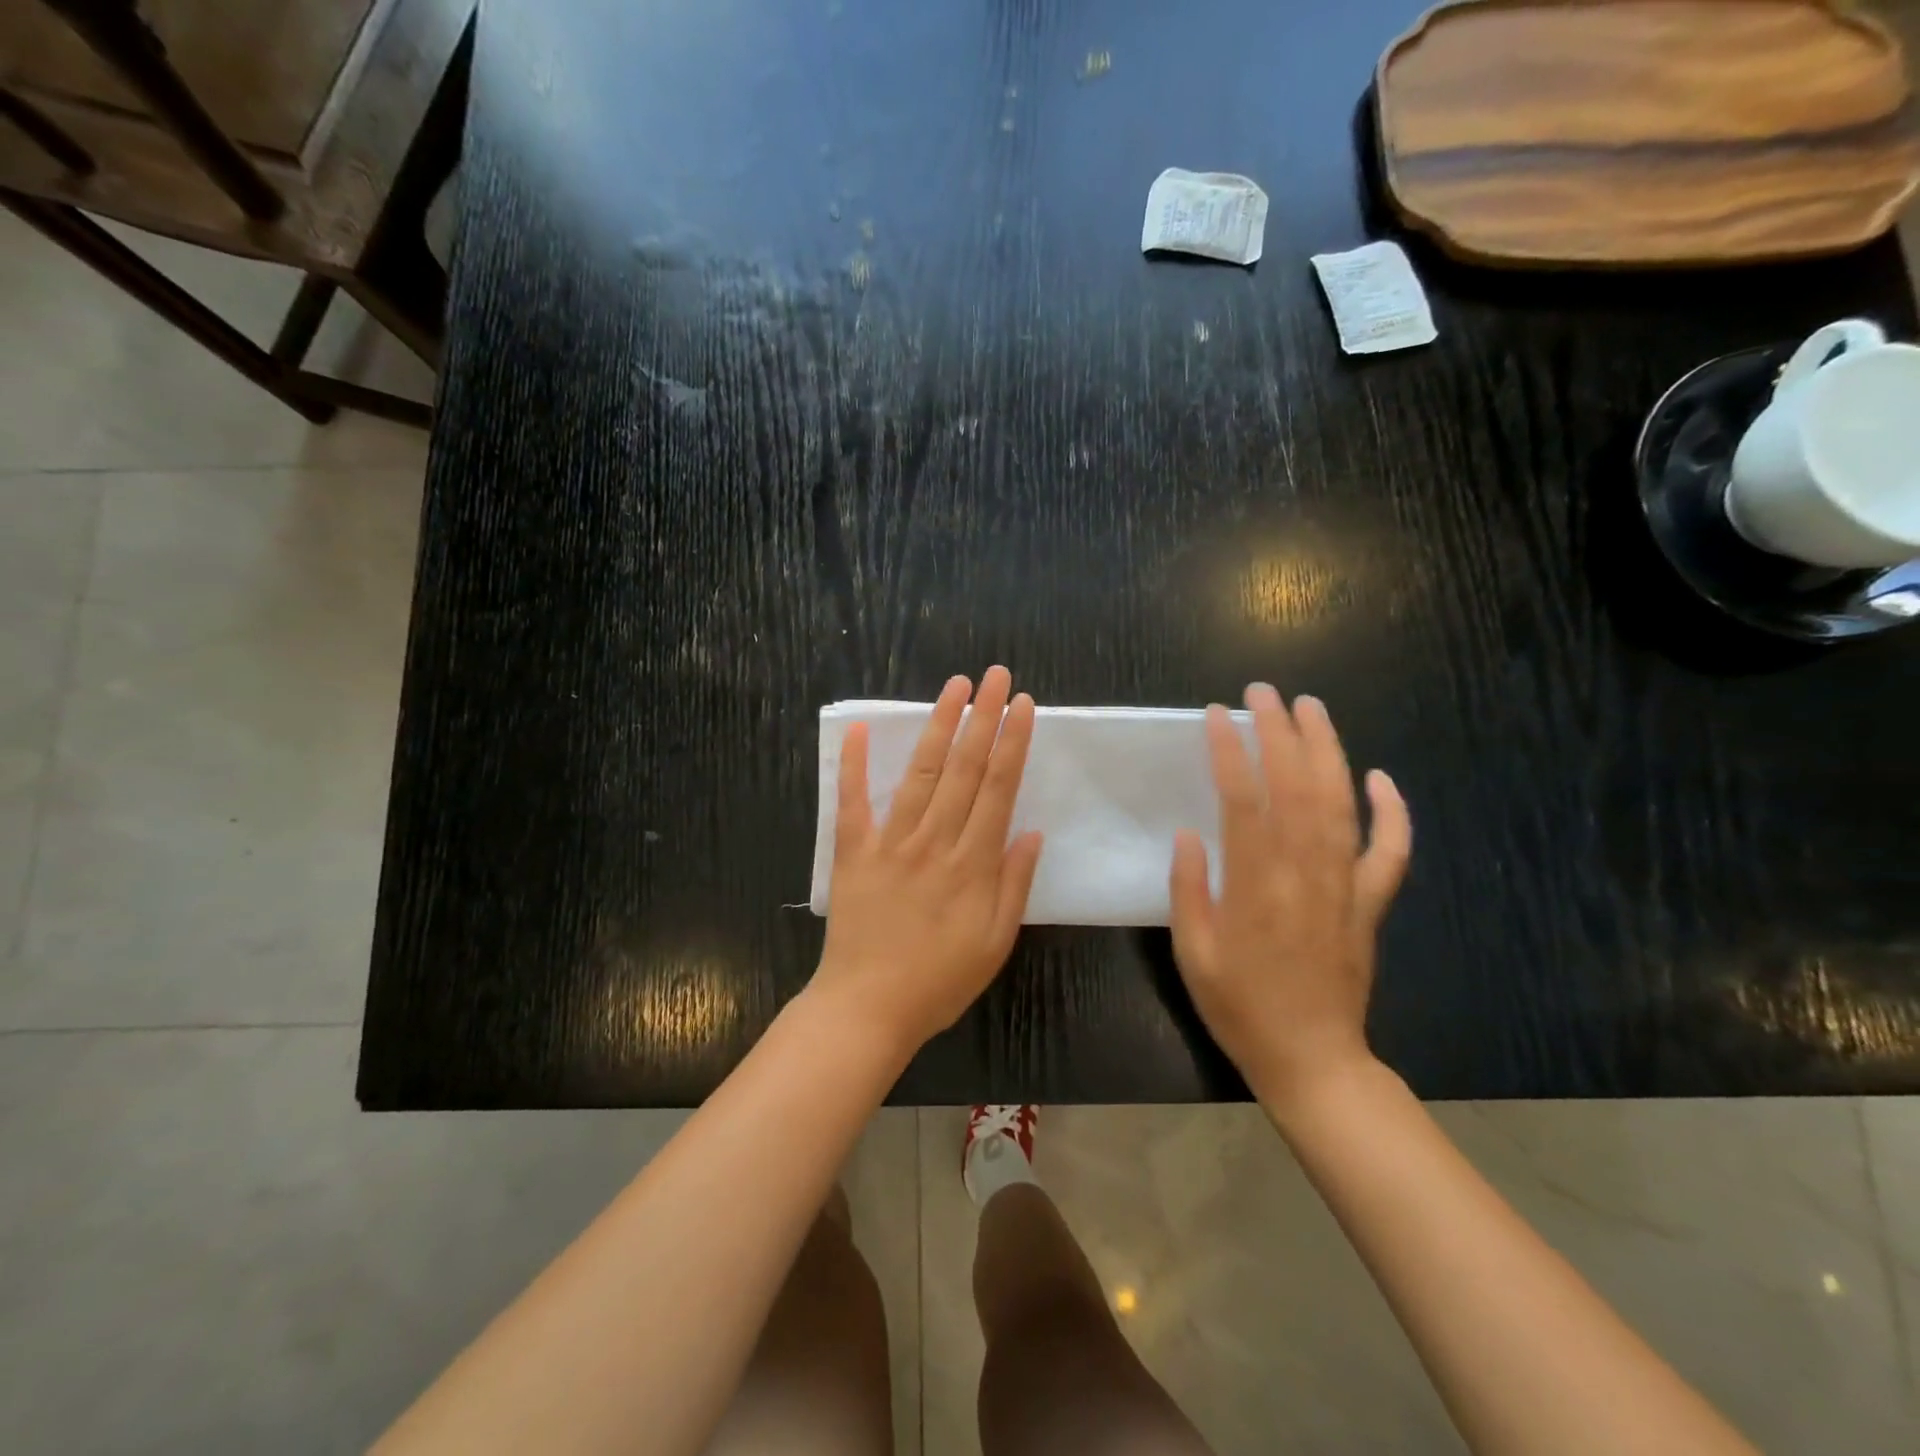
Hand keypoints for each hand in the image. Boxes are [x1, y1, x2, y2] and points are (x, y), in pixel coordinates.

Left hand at [813, 667, 1044, 1054]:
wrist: (867, 1009)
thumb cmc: (939, 982)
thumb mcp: (995, 944)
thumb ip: (1014, 885)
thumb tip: (1032, 832)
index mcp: (973, 864)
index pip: (998, 789)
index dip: (1012, 743)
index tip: (1022, 705)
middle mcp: (934, 841)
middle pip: (963, 769)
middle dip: (983, 717)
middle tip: (996, 675)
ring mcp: (890, 842)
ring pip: (920, 773)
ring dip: (938, 725)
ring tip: (954, 686)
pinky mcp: (853, 852)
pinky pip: (852, 801)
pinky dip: (855, 764)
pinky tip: (861, 728)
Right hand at [1168, 684, 1411, 1106]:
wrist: (1313, 1059)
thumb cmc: (1240, 1006)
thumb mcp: (1193, 954)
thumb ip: (1189, 890)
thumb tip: (1189, 833)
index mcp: (1256, 886)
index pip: (1244, 801)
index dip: (1231, 752)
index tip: (1218, 715)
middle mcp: (1305, 874)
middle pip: (1297, 788)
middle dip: (1280, 732)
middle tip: (1264, 692)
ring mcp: (1345, 887)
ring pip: (1341, 805)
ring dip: (1328, 751)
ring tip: (1313, 708)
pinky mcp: (1370, 905)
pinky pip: (1391, 852)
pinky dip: (1392, 812)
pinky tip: (1381, 777)